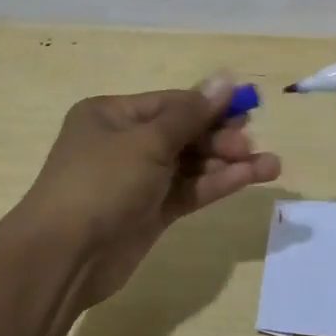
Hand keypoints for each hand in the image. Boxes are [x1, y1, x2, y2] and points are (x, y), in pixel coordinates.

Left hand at [17, 74, 280, 306]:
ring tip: (271, 165)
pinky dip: (217, 184)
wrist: (64, 257)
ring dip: (227, 163)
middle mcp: (125, 143)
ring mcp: (138, 180)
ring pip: (191, 164)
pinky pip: (189, 190)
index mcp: (112, 115)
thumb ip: (191, 114)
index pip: (171, 103)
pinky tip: (249, 178)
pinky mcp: (151, 212)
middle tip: (250, 141)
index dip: (209, 104)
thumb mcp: (147, 142)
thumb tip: (226, 79)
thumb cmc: (100, 183)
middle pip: (183, 132)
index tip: (248, 105)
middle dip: (220, 136)